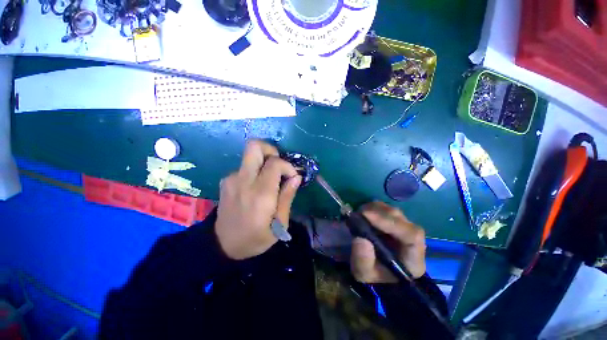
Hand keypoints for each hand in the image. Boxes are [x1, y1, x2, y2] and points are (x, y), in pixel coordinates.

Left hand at [215, 140, 301, 259]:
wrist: (223, 245)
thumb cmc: (256, 238)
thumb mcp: (280, 224)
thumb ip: (287, 197)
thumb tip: (296, 177)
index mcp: (260, 194)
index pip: (275, 163)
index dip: (288, 166)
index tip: (292, 177)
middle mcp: (243, 181)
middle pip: (254, 146)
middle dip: (271, 149)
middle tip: (278, 165)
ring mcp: (231, 179)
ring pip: (250, 155)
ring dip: (263, 162)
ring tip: (269, 179)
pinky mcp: (226, 181)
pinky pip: (244, 167)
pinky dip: (254, 170)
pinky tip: (256, 186)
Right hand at [350, 201, 426, 282]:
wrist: (379, 274)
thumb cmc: (374, 276)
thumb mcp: (364, 274)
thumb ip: (363, 260)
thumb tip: (360, 238)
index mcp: (413, 259)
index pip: (411, 235)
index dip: (389, 222)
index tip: (366, 216)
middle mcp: (414, 241)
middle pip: (401, 219)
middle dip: (378, 213)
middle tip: (358, 214)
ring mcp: (405, 229)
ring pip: (394, 211)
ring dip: (375, 209)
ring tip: (360, 215)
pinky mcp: (397, 222)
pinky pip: (387, 209)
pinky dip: (374, 208)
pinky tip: (365, 214)